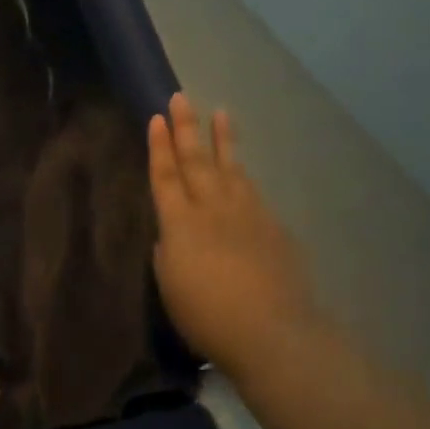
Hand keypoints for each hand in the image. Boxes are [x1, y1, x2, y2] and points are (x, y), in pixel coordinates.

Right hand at [148, 92, 319, 381]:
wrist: (271, 331)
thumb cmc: (206, 316)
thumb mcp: (171, 286)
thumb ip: (168, 254)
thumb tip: (171, 237)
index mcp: (179, 224)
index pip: (165, 176)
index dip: (159, 147)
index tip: (157, 118)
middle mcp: (212, 209)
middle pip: (196, 161)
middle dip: (186, 129)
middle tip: (181, 98)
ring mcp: (247, 214)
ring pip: (231, 168)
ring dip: (222, 140)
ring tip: (220, 114)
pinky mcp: (272, 227)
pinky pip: (251, 191)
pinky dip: (242, 174)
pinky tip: (241, 170)